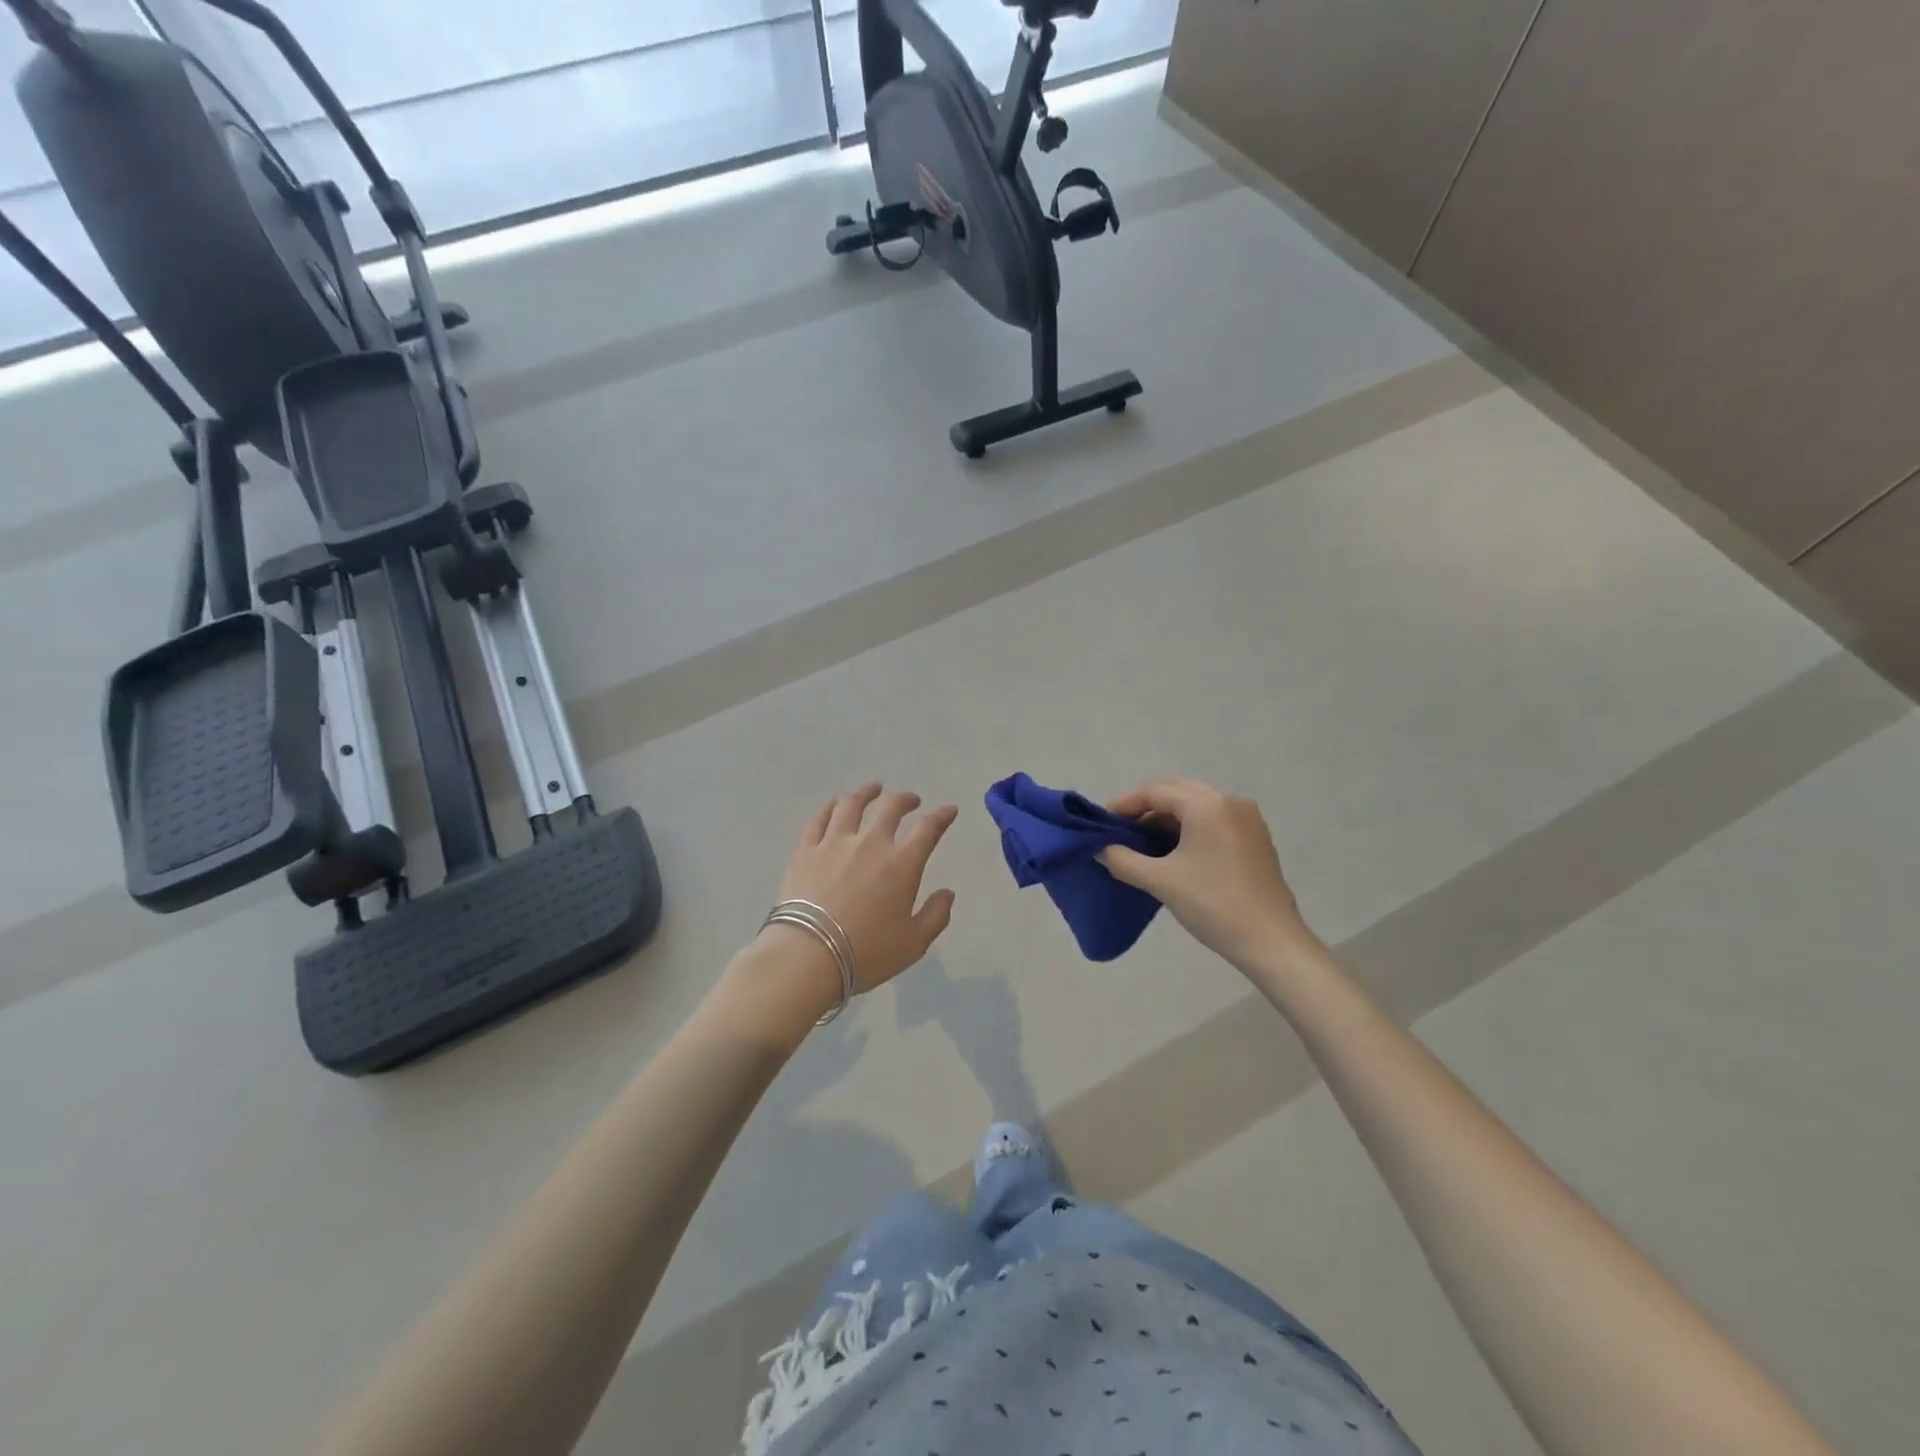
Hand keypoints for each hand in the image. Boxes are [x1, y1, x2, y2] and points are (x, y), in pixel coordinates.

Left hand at [770, 784, 958, 993]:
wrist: (808, 955)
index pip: (928, 829)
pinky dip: (830, 807)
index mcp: (901, 864)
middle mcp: (870, 843)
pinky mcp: (806, 850)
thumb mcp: (914, 943)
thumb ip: (936, 915)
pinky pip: (819, 818)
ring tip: (873, 790)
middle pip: (891, 809)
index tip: (949, 810)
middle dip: (906, 800)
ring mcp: (834, 842)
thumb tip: (947, 893)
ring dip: (866, 793)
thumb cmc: (867, 952)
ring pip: (852, 805)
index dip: (941, 816)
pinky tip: (835, 804)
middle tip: (911, 800)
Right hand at [1099, 777, 1313, 968]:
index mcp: (1206, 805)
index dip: (1125, 804)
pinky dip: (1190, 826)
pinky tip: (1175, 850)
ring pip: (1197, 804)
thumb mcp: (1160, 882)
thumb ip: (1122, 860)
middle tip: (1120, 829)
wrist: (1271, 941)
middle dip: (1146, 806)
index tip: (1102, 822)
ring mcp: (1247, 818)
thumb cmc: (1213, 905)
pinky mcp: (1256, 837)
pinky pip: (1214, 819)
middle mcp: (1229, 801)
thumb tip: (1100, 849)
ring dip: (1168, 817)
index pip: (1155, 791)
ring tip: (1143, 841)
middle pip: (1177, 791)